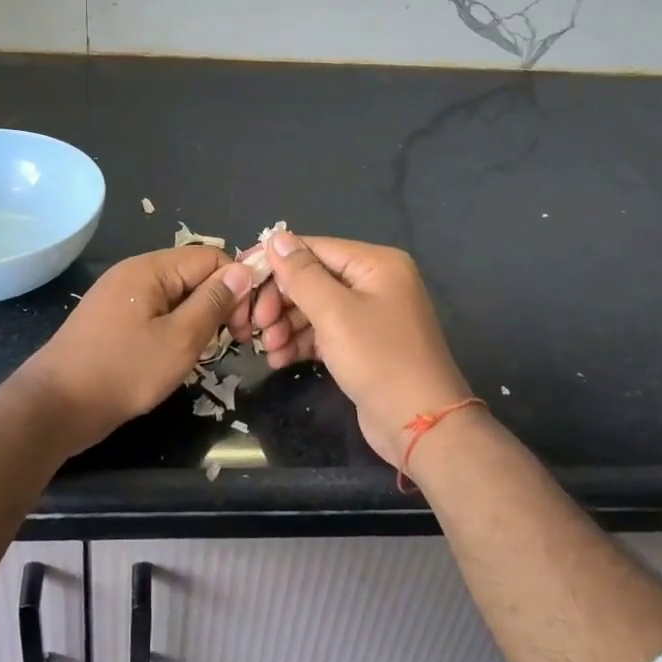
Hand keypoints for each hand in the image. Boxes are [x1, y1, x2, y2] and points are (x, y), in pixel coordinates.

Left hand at [18, 246, 254, 453]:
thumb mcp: (179, 340)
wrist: (55, 406)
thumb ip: (213, 303)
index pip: (212, 258)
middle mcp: (135, 273)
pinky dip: (174, 328)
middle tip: (232, 344)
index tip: (245, 326)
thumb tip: (243, 270)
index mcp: (151, 268)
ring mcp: (121, 296)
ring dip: (197, 319)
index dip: (237, 287)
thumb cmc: (122, 372)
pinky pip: (156, 312)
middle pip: (194, 274)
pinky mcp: (113, 320)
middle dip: (219, 303)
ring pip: (176, 296)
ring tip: (204, 352)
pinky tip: (177, 355)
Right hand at [254, 233, 473, 467]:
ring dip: (286, 325)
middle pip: (312, 278)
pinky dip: (301, 342)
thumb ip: (301, 273)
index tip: (241, 281)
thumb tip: (275, 237)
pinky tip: (280, 359)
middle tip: (256, 326)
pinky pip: (324, 331)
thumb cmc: (379, 359)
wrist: (420, 425)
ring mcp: (369, 314)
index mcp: (376, 263)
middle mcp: (374, 282)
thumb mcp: (334, 312)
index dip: (275, 263)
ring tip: (268, 348)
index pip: (313, 249)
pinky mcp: (362, 344)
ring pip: (314, 307)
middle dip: (280, 301)